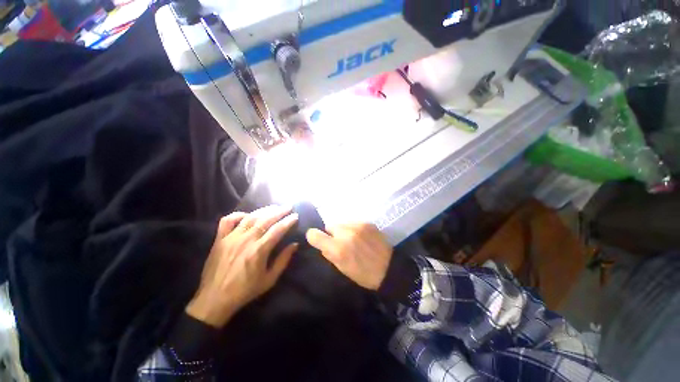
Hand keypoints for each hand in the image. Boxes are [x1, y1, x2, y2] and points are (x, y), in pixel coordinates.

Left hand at [187, 206, 298, 327]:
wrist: (214, 299)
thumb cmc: (245, 291)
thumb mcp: (269, 279)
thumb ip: (283, 260)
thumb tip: (295, 244)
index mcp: (259, 251)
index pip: (278, 230)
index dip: (288, 221)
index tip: (296, 215)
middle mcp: (246, 240)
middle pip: (265, 220)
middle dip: (279, 211)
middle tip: (288, 206)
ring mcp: (231, 238)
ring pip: (250, 217)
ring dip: (264, 210)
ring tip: (274, 207)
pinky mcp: (219, 239)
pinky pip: (228, 221)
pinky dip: (238, 215)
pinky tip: (247, 215)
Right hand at [306, 224, 392, 290]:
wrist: (389, 268)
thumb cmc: (364, 274)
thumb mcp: (342, 268)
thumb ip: (329, 253)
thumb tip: (322, 243)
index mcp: (338, 249)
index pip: (314, 234)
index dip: (314, 236)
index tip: (318, 240)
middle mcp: (346, 233)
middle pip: (329, 225)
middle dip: (332, 233)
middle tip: (340, 242)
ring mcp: (357, 226)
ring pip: (341, 222)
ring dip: (343, 229)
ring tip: (352, 238)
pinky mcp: (367, 222)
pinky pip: (353, 221)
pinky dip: (353, 228)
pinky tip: (361, 236)